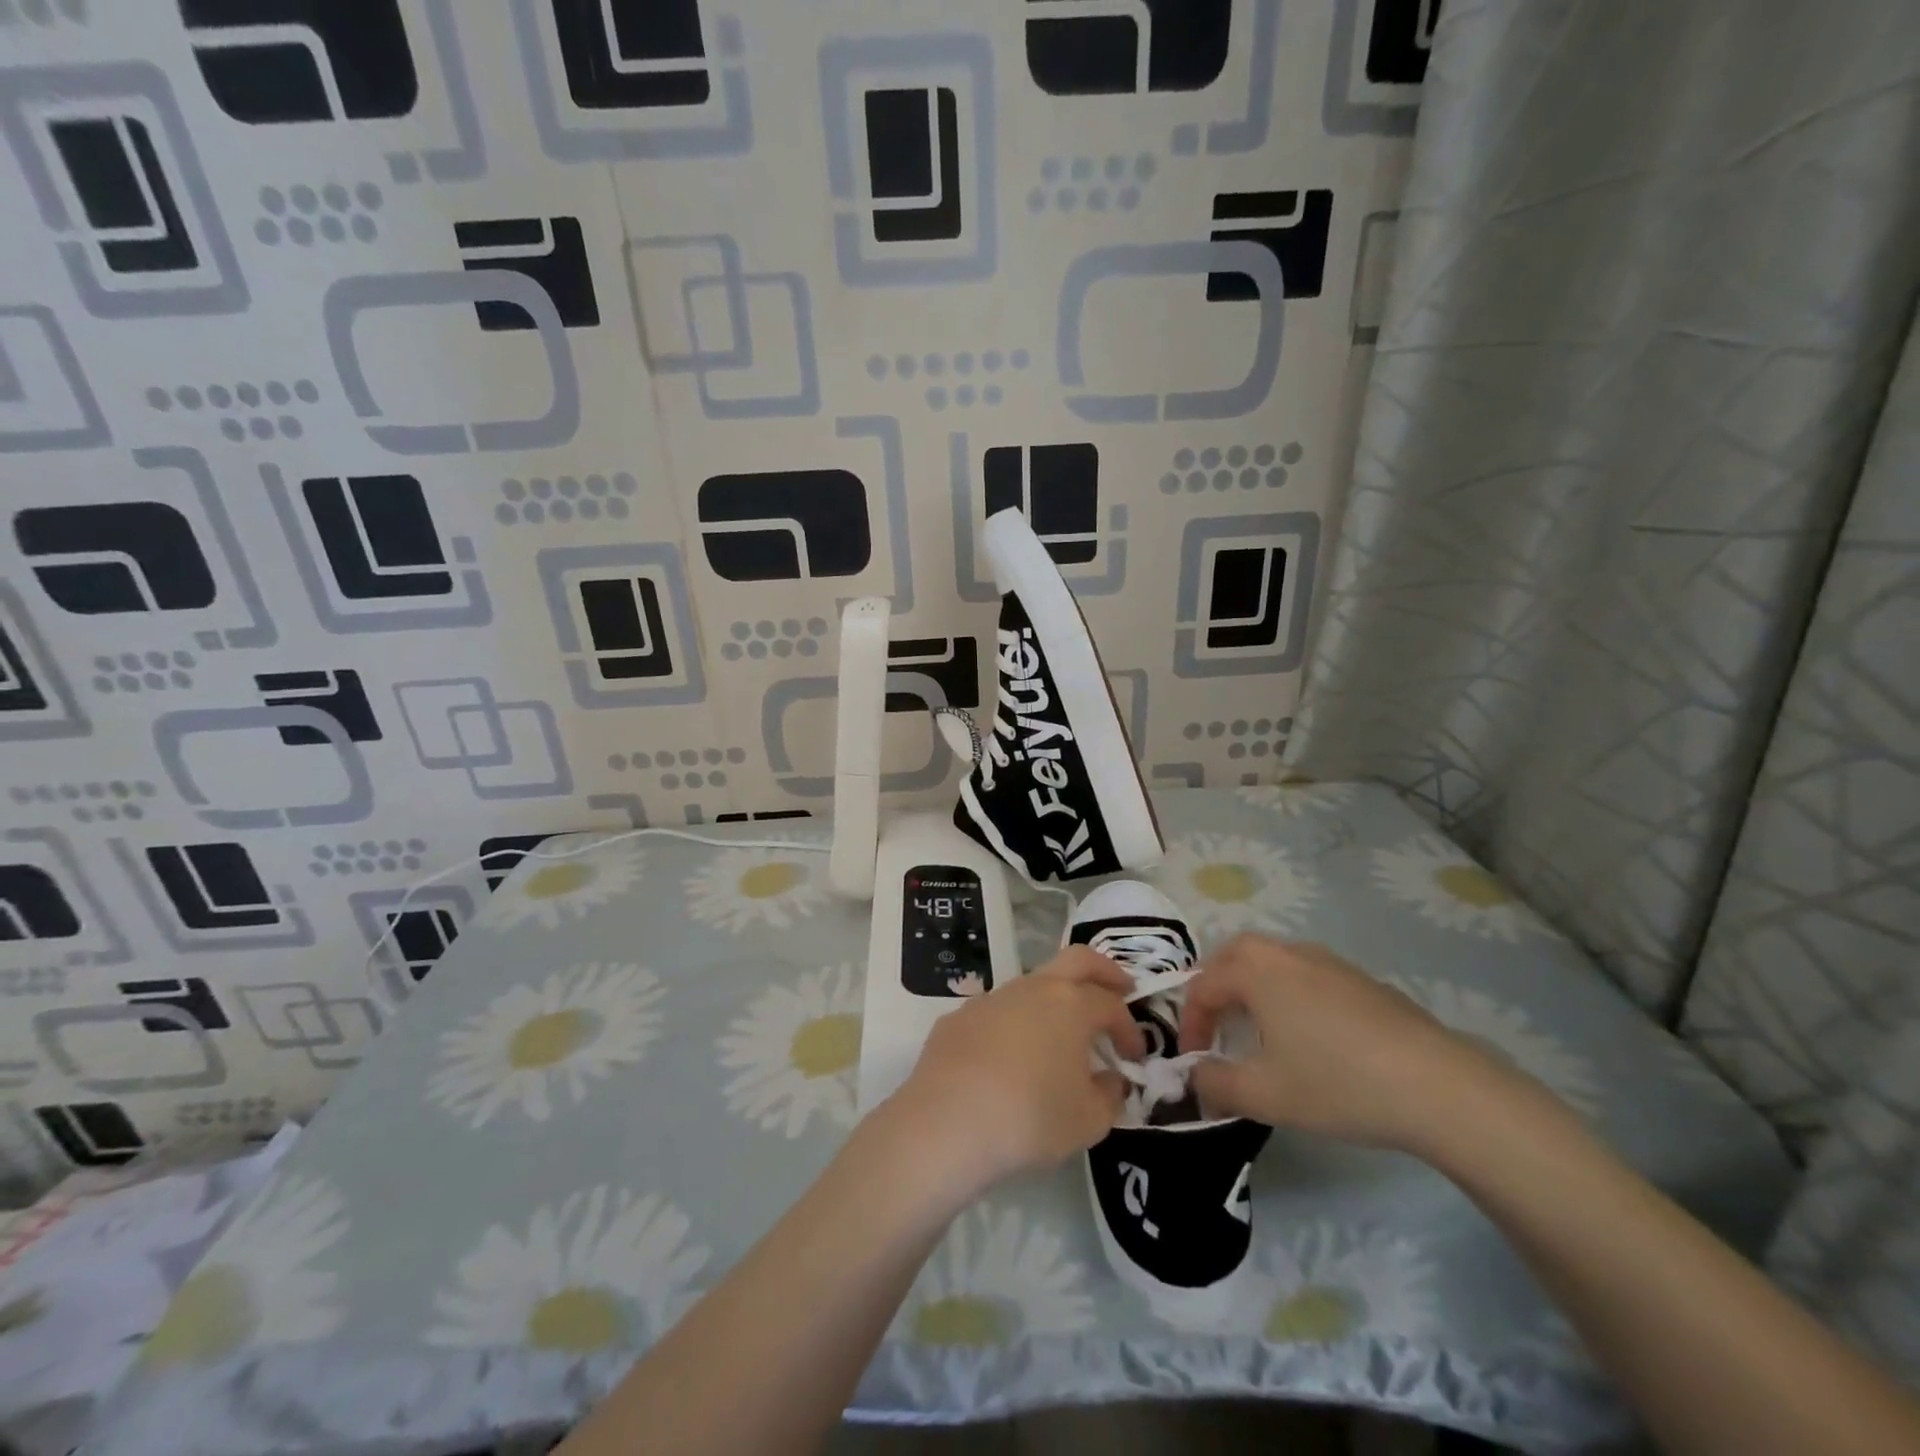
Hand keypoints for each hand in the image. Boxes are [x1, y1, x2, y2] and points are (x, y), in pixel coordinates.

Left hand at [882, 947, 1146, 1200]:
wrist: (946, 1123)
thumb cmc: (1030, 1118)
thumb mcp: (1089, 1120)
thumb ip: (1110, 1095)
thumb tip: (1111, 1078)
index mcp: (1071, 1004)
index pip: (1111, 1005)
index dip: (1129, 1028)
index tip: (1134, 1056)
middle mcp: (1032, 988)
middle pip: (1077, 959)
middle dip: (1104, 971)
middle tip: (1120, 988)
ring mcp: (991, 998)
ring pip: (1033, 984)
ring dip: (1054, 999)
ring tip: (1061, 1032)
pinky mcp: (959, 1017)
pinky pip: (997, 1011)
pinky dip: (1014, 1023)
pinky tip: (1010, 1056)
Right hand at [1179, 936, 1494, 1150]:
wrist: (1438, 1086)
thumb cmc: (1337, 1083)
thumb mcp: (1264, 1095)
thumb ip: (1216, 1084)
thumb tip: (1196, 1076)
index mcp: (1256, 972)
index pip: (1203, 986)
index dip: (1189, 1023)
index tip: (1194, 1062)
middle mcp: (1287, 954)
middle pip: (1234, 954)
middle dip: (1215, 986)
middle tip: (1215, 1025)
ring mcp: (1329, 962)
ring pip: (1272, 960)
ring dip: (1252, 986)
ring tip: (1258, 1030)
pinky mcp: (1362, 980)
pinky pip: (1306, 974)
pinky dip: (1289, 992)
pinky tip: (1310, 1035)